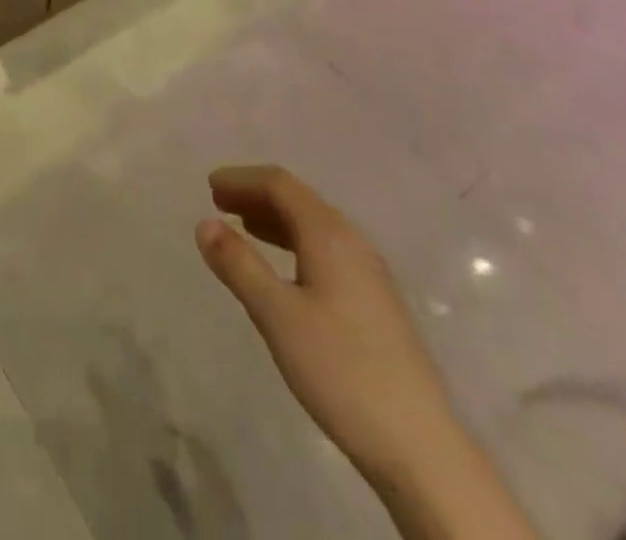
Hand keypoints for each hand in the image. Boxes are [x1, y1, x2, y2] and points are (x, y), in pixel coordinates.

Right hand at [194, 166, 462, 489]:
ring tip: (242, 228)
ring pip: (314, 226)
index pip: (280, 185)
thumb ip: (239, 265)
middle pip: (299, 200)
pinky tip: (284, 270)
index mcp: (329, 235)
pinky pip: (326, 250)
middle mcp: (353, 242)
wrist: (422, 448)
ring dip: (274, 219)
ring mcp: (370, 273)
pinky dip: (294, 243)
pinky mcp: (376, 303)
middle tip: (218, 202)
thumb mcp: (277, 315)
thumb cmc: (341, 370)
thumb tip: (203, 223)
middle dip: (256, 195)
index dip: (242, 179)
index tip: (209, 186)